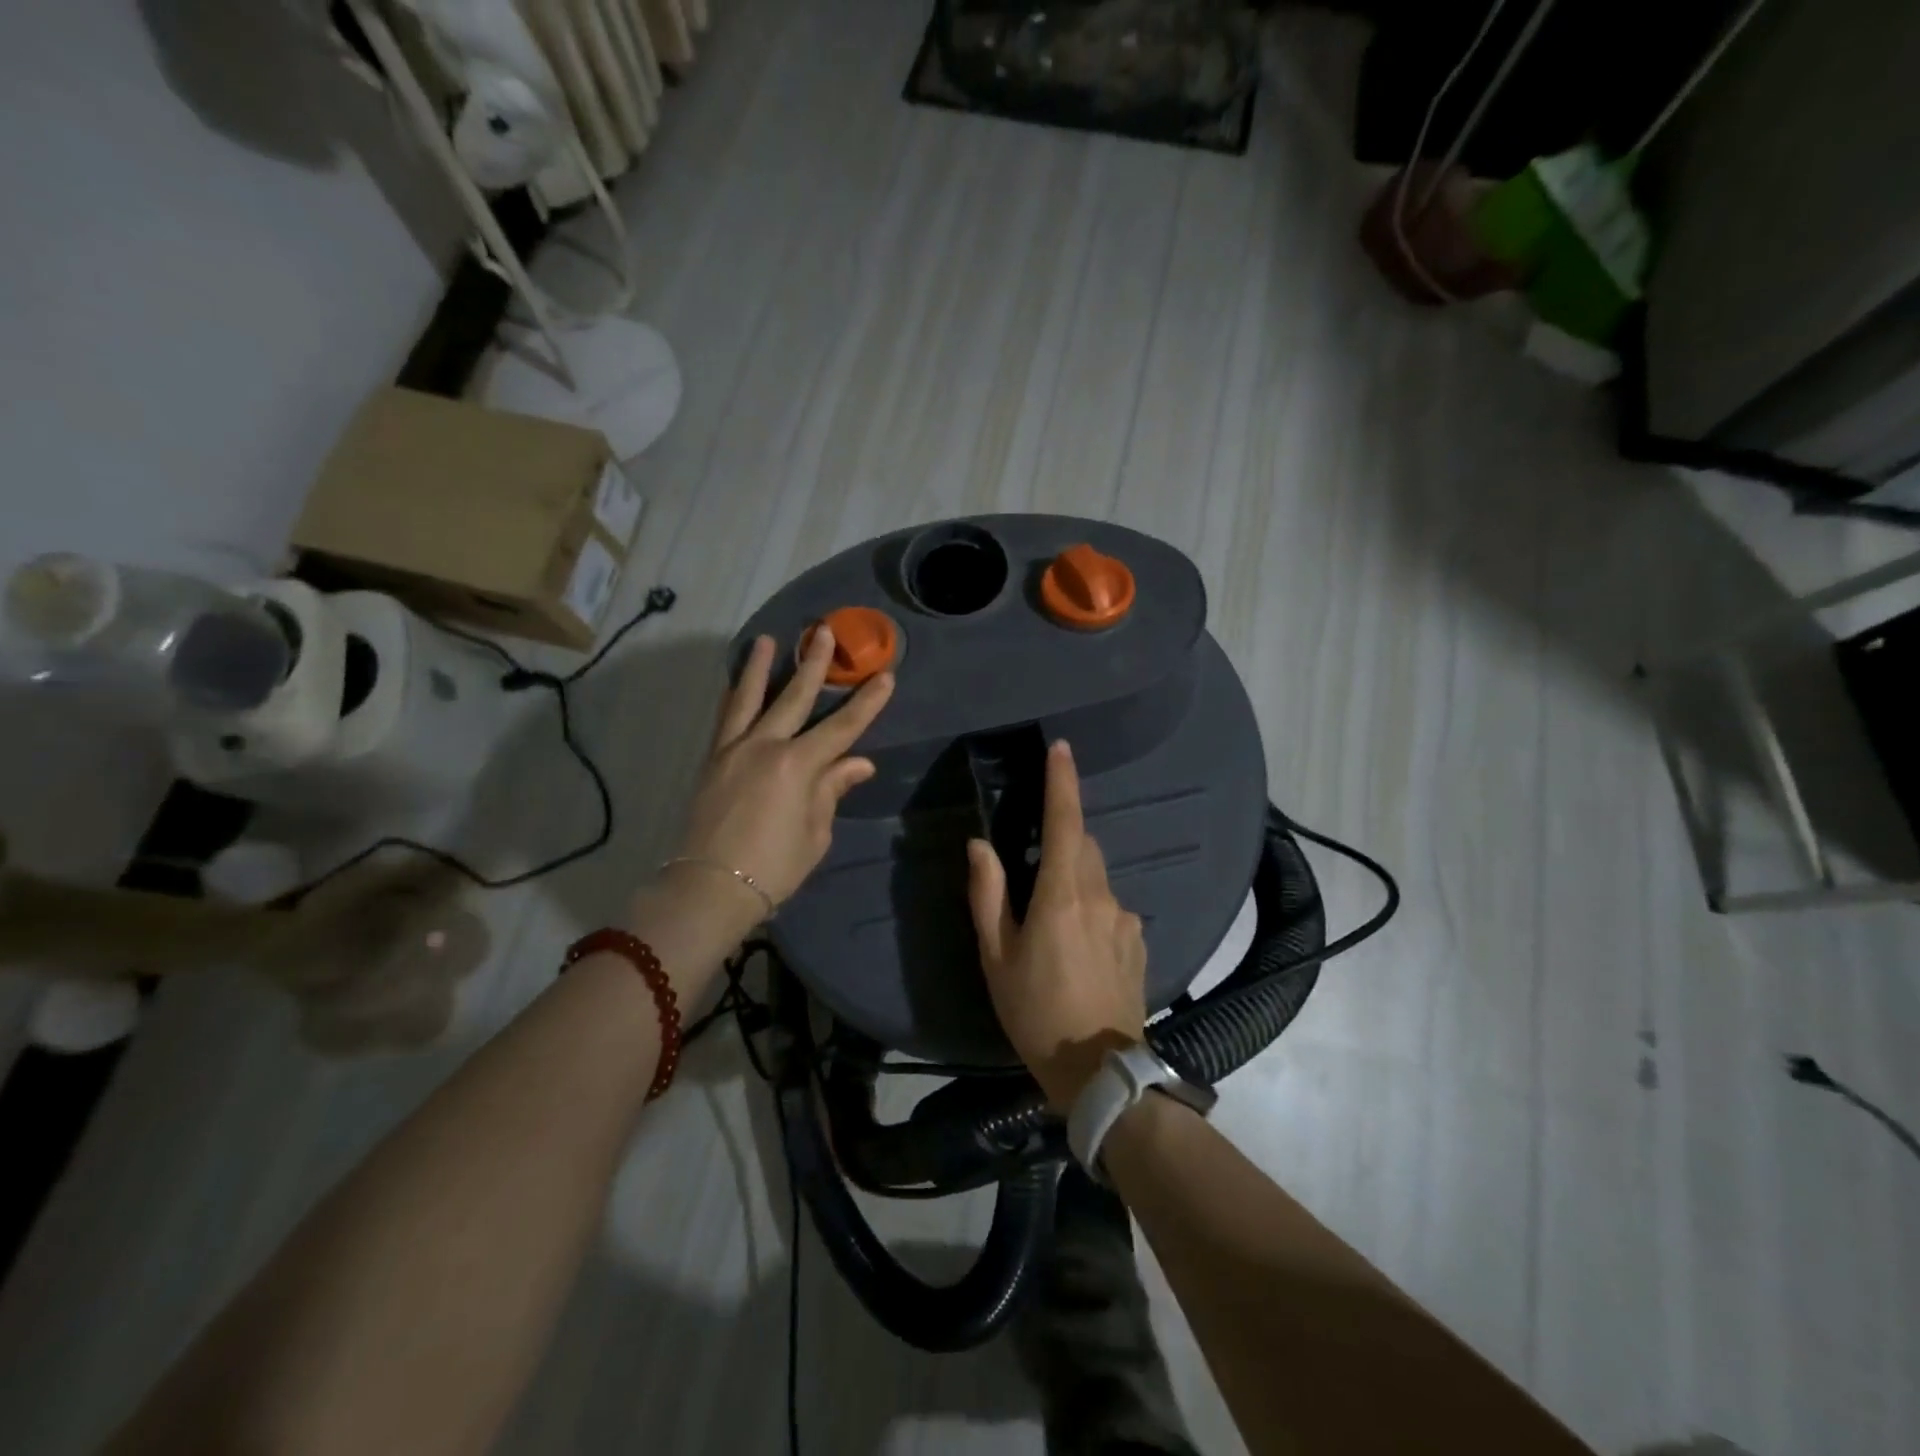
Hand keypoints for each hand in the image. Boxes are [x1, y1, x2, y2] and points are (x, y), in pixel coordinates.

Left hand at [676, 627, 893, 910]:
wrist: (710, 886)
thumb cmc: (774, 866)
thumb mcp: (815, 832)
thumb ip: (832, 789)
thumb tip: (858, 763)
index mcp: (798, 765)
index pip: (843, 728)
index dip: (867, 703)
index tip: (886, 677)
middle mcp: (765, 746)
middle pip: (795, 698)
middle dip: (814, 664)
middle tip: (824, 632)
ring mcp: (734, 750)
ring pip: (750, 698)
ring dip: (761, 667)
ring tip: (767, 639)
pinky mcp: (712, 760)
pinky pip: (725, 719)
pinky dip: (734, 697)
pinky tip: (737, 684)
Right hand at [967, 740, 1146, 1110]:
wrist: (1101, 1071)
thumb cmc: (1036, 1013)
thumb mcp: (997, 957)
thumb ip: (988, 895)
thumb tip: (980, 846)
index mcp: (1062, 895)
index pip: (1066, 823)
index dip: (1062, 782)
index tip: (1060, 749)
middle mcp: (1101, 896)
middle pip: (1085, 846)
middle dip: (1063, 840)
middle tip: (1034, 872)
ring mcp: (1126, 919)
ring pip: (1098, 878)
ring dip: (1075, 882)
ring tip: (1052, 927)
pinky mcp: (1139, 940)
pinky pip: (1111, 907)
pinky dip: (1092, 910)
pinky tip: (1078, 952)